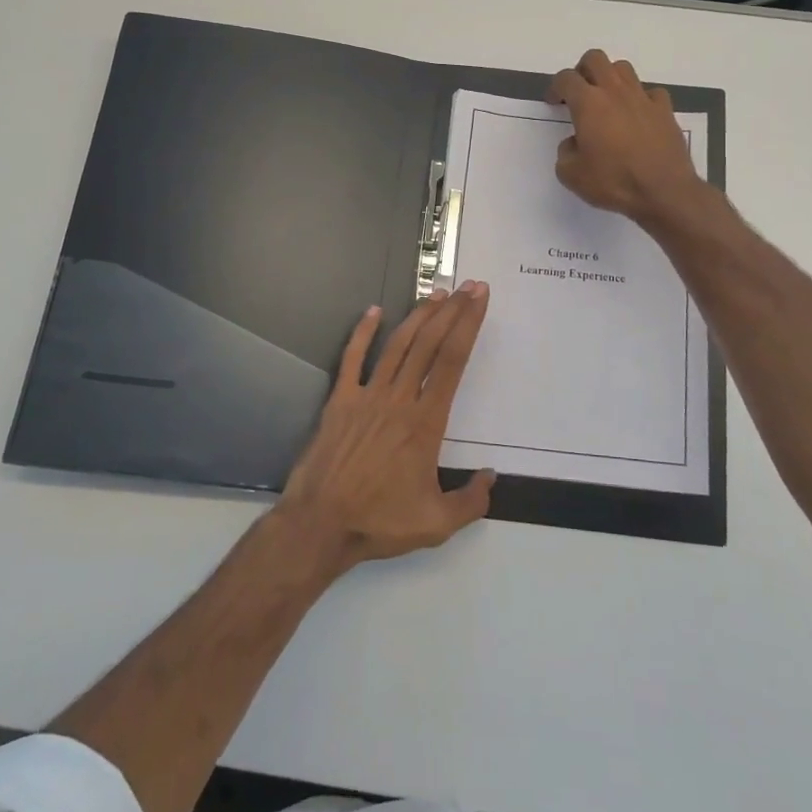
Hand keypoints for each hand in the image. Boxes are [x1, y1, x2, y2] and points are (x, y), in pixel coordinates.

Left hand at [277, 283, 495, 570]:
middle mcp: (399, 399)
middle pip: (429, 344)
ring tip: (436, 294)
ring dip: (418, 316)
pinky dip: (363, 333)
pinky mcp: (340, 401)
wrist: (320, 524)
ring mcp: (367, 396)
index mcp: (426, 422)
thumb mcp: (437, 524)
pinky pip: (352, 359)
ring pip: (397, 345)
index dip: (468, 326)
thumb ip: (471, 501)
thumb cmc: (379, 521)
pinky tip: (373, 311)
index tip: (479, 300)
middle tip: (468, 286)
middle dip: (452, 311)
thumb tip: (491, 476)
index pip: (453, 362)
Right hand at [548, 49, 705, 227]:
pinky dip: (640, 98)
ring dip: (610, 78)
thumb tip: (574, 143)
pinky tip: (637, 115)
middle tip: (579, 92)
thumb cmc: (614, 182)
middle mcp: (615, 92)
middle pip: (595, 59)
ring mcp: (643, 98)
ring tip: (607, 100)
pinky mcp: (665, 110)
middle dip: (582, 70)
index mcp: (588, 104)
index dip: (555, 87)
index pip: (566, 79)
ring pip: (623, 69)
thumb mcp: (572, 176)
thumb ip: (565, 153)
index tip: (554, 102)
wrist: (664, 191)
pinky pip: (650, 92)